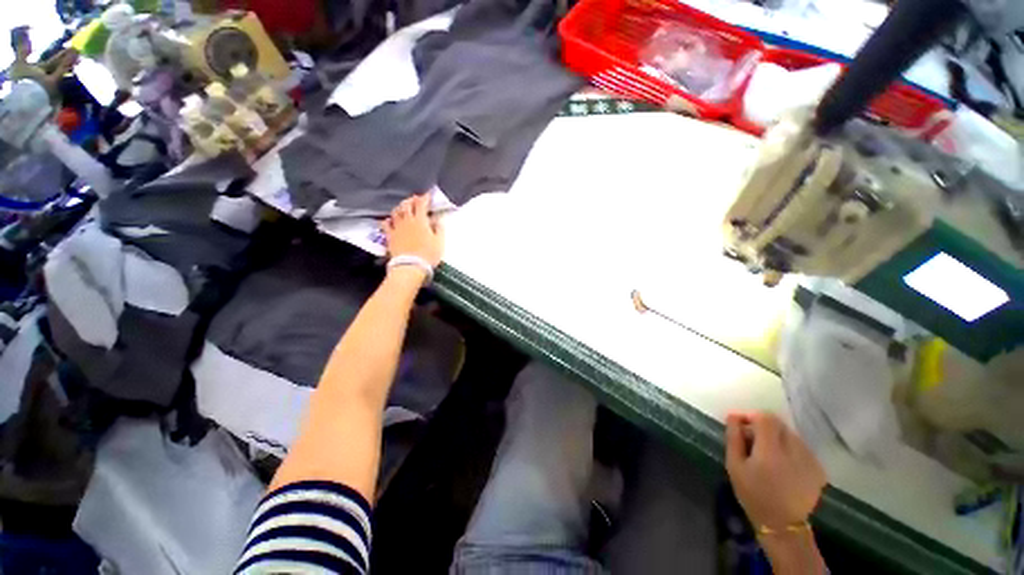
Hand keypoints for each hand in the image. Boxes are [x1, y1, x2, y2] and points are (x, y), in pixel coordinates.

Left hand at [383, 194, 443, 266]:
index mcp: (420, 221)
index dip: (424, 197)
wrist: (411, 265)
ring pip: (396, 212)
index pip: (421, 204)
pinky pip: (386, 224)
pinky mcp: (390, 235)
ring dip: (400, 207)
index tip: (427, 195)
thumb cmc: (428, 254)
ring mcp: (397, 227)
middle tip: (415, 199)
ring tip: (403, 207)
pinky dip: (388, 219)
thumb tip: (437, 219)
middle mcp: (407, 220)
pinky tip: (390, 219)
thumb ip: (439, 228)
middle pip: (407, 205)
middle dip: (411, 200)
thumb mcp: (440, 242)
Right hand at [725, 412, 825, 529]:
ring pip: (791, 435)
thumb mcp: (734, 465)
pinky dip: (790, 450)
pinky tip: (783, 466)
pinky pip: (801, 448)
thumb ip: (734, 437)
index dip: (752, 416)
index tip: (742, 426)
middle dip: (764, 427)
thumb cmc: (753, 494)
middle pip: (779, 424)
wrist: (782, 525)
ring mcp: (811, 460)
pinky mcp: (819, 469)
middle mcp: (795, 451)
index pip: (765, 418)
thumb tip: (734, 415)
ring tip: (768, 456)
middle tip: (753, 442)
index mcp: (771, 451)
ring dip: (777, 438)